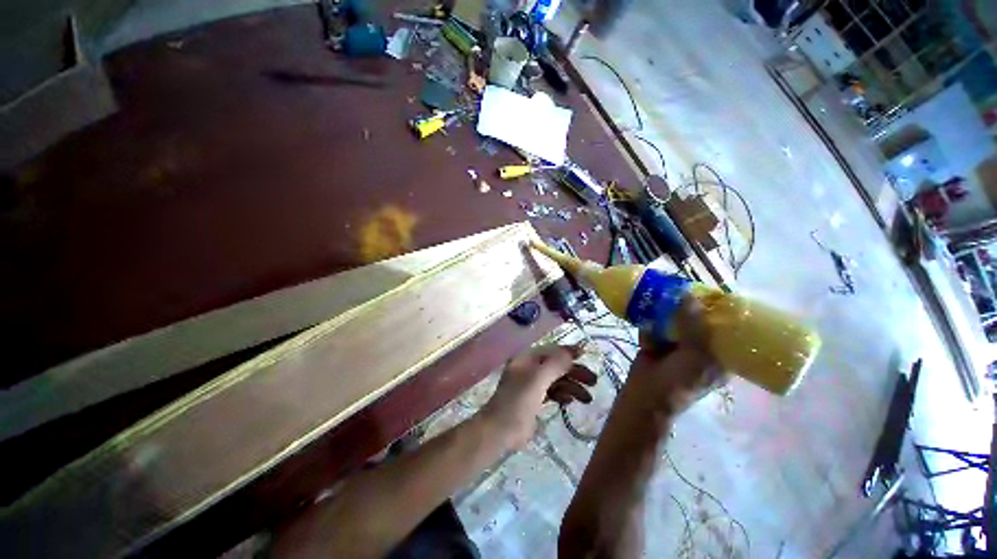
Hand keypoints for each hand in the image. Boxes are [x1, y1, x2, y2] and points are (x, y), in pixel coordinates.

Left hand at [482, 345, 596, 448]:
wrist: (500, 431)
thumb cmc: (518, 401)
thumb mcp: (538, 379)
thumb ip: (555, 364)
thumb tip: (573, 351)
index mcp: (527, 359)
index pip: (551, 350)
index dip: (568, 352)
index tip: (587, 355)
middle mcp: (529, 368)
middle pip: (555, 365)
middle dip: (574, 372)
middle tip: (594, 381)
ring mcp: (531, 384)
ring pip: (555, 380)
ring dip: (571, 386)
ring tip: (587, 398)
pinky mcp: (533, 399)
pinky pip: (552, 392)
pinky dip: (562, 394)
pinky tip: (570, 401)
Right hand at [631, 297, 724, 414]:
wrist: (645, 394)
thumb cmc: (679, 380)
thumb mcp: (695, 354)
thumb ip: (693, 325)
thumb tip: (689, 295)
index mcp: (719, 353)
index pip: (725, 326)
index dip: (720, 308)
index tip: (712, 290)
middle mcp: (700, 346)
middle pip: (697, 319)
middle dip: (688, 305)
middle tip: (681, 289)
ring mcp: (677, 344)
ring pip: (675, 320)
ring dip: (666, 311)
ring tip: (660, 297)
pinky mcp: (657, 342)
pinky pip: (656, 326)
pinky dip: (651, 324)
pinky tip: (649, 325)